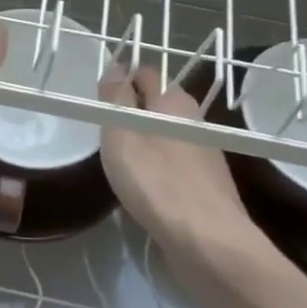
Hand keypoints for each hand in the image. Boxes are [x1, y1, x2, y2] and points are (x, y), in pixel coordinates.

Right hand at [98, 64, 282, 289]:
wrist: (208, 241)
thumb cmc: (156, 180)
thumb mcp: (122, 132)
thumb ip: (116, 97)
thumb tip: (116, 66)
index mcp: (174, 100)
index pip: (145, 73)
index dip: (120, 80)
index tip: (98, 101)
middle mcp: (194, 120)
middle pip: (156, 104)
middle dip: (131, 111)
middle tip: (103, 131)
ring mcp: (204, 153)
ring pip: (165, 134)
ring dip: (143, 141)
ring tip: (118, 160)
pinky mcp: (205, 184)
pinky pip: (173, 162)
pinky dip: (156, 167)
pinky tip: (143, 186)